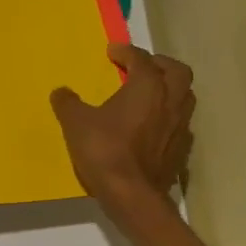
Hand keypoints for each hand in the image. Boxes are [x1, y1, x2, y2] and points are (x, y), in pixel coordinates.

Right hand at [51, 43, 194, 213]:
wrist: (132, 195)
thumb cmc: (104, 150)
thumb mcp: (75, 123)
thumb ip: (68, 103)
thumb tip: (61, 92)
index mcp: (147, 87)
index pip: (141, 59)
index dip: (126, 51)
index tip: (112, 51)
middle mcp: (170, 101)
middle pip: (177, 71)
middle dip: (159, 64)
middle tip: (139, 67)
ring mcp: (180, 126)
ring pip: (184, 96)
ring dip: (168, 89)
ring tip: (148, 94)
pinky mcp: (181, 149)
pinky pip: (180, 123)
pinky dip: (168, 116)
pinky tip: (152, 126)